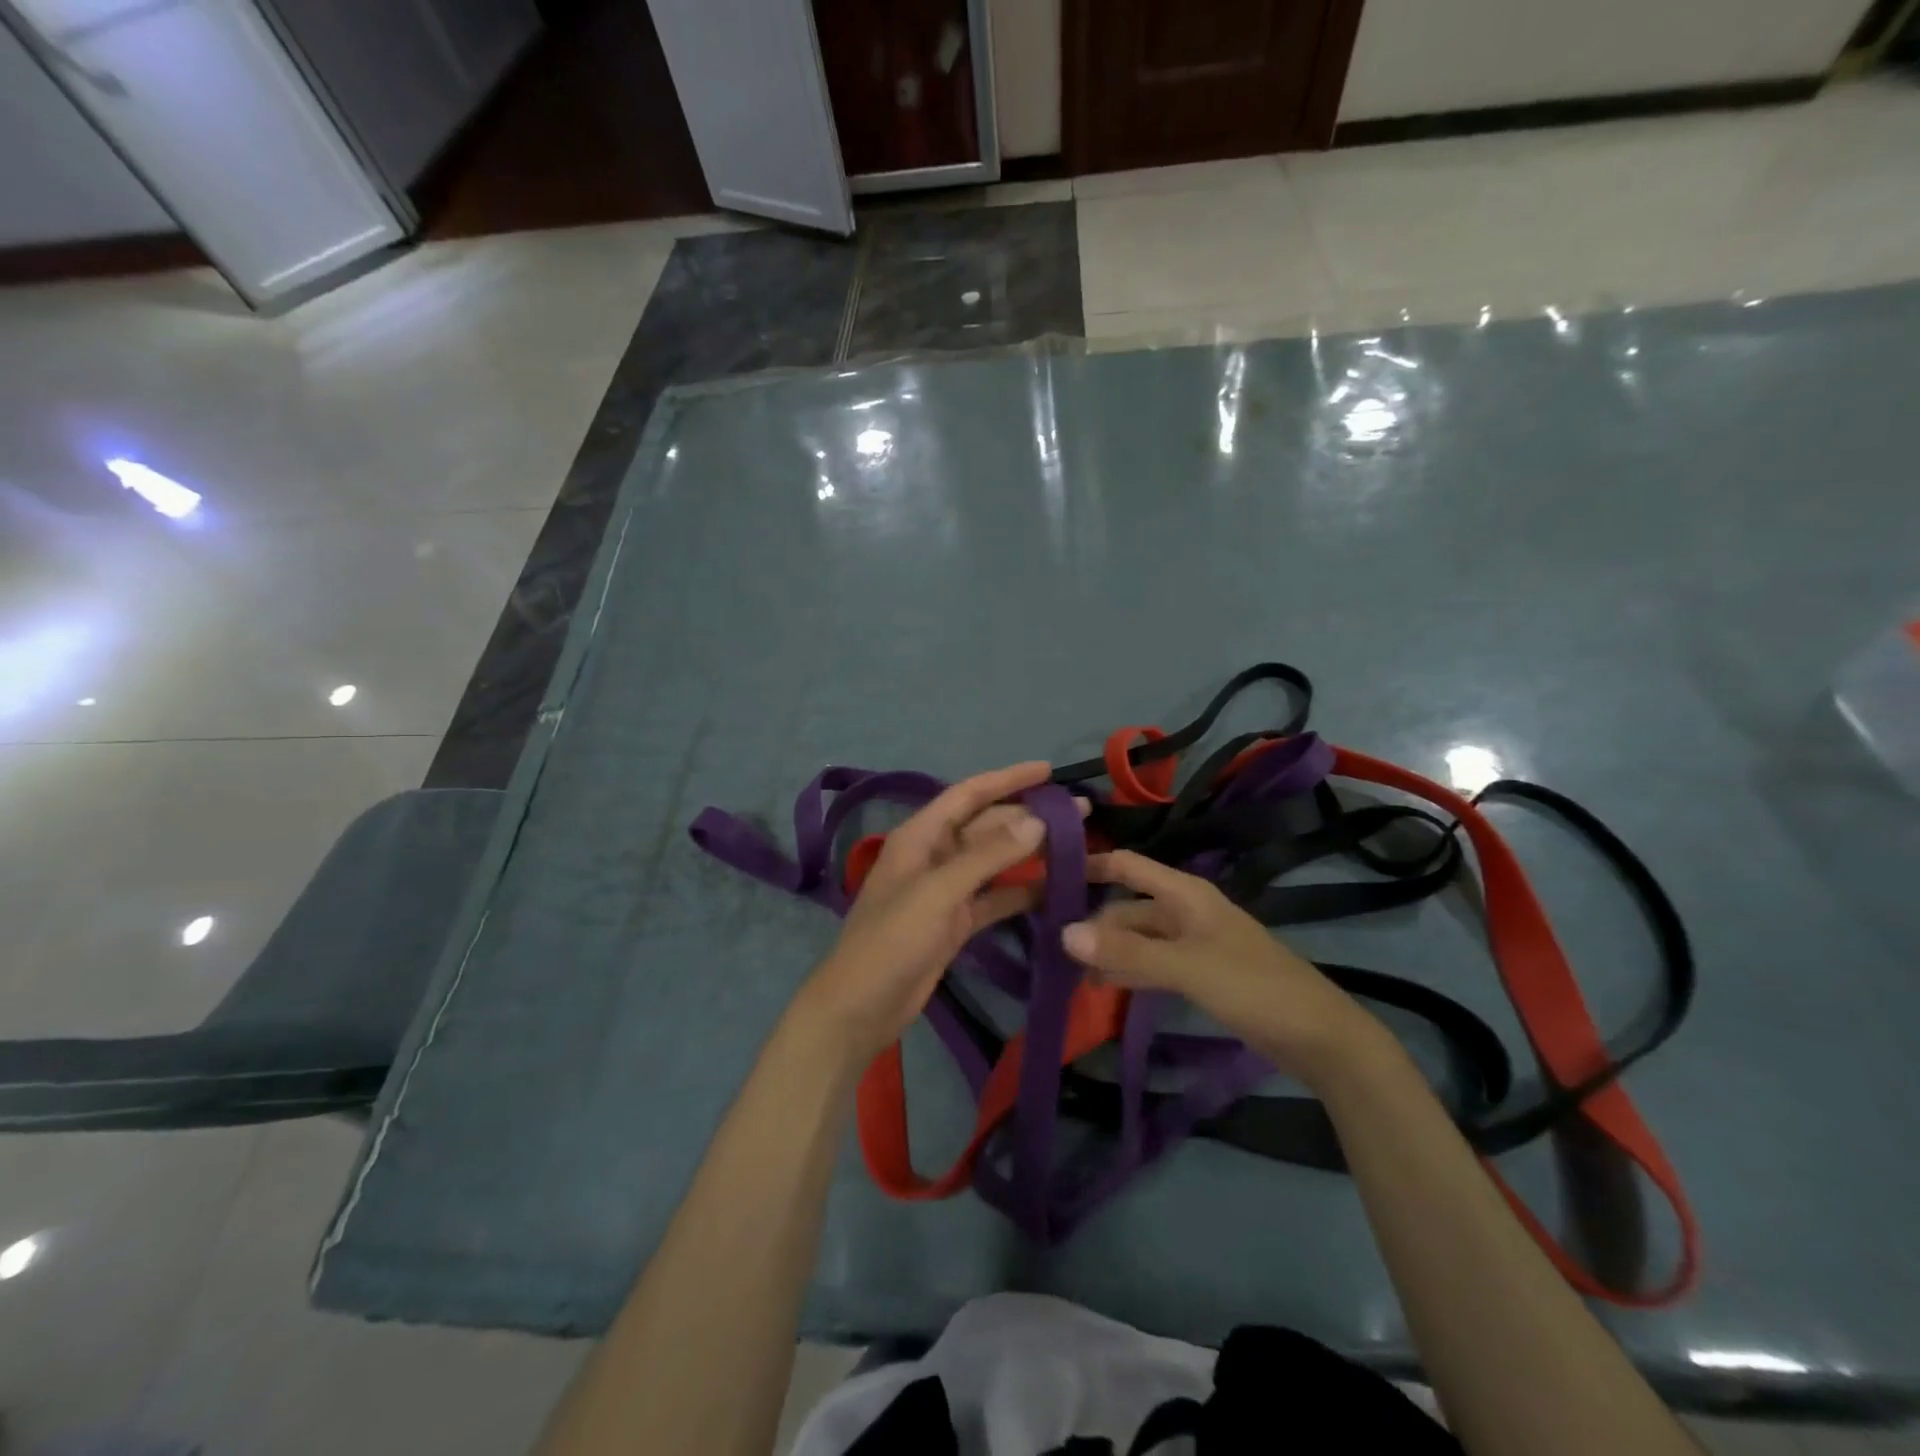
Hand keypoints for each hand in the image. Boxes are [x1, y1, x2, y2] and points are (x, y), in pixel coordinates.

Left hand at [792, 762, 1058, 1066]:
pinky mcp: (956, 922)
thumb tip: (1036, 821)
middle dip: (1029, 816)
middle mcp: (934, 855)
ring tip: (1078, 846)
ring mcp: (946, 890)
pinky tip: (1056, 889)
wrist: (861, 1006)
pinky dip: (1022, 892)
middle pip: (987, 826)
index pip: (969, 794)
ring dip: (1030, 852)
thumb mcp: (938, 891)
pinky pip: (995, 897)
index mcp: (920, 835)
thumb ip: (988, 855)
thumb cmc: (892, 939)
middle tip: (1080, 813)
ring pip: (995, 861)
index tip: (1049, 770)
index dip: (1008, 778)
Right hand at [1061, 850, 1383, 1086]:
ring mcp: (1192, 942)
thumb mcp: (1186, 967)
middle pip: (1127, 906)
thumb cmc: (1253, 987)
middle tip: (1047, 945)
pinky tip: (1104, 986)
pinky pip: (1152, 962)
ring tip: (1068, 971)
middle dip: (1092, 922)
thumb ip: (1127, 953)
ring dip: (1108, 950)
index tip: (1045, 875)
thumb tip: (1064, 934)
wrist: (1318, 1037)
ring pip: (1138, 937)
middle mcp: (1184, 910)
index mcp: (1184, 894)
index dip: (1089, 864)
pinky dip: (1128, 970)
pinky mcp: (1199, 972)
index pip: (1126, 865)